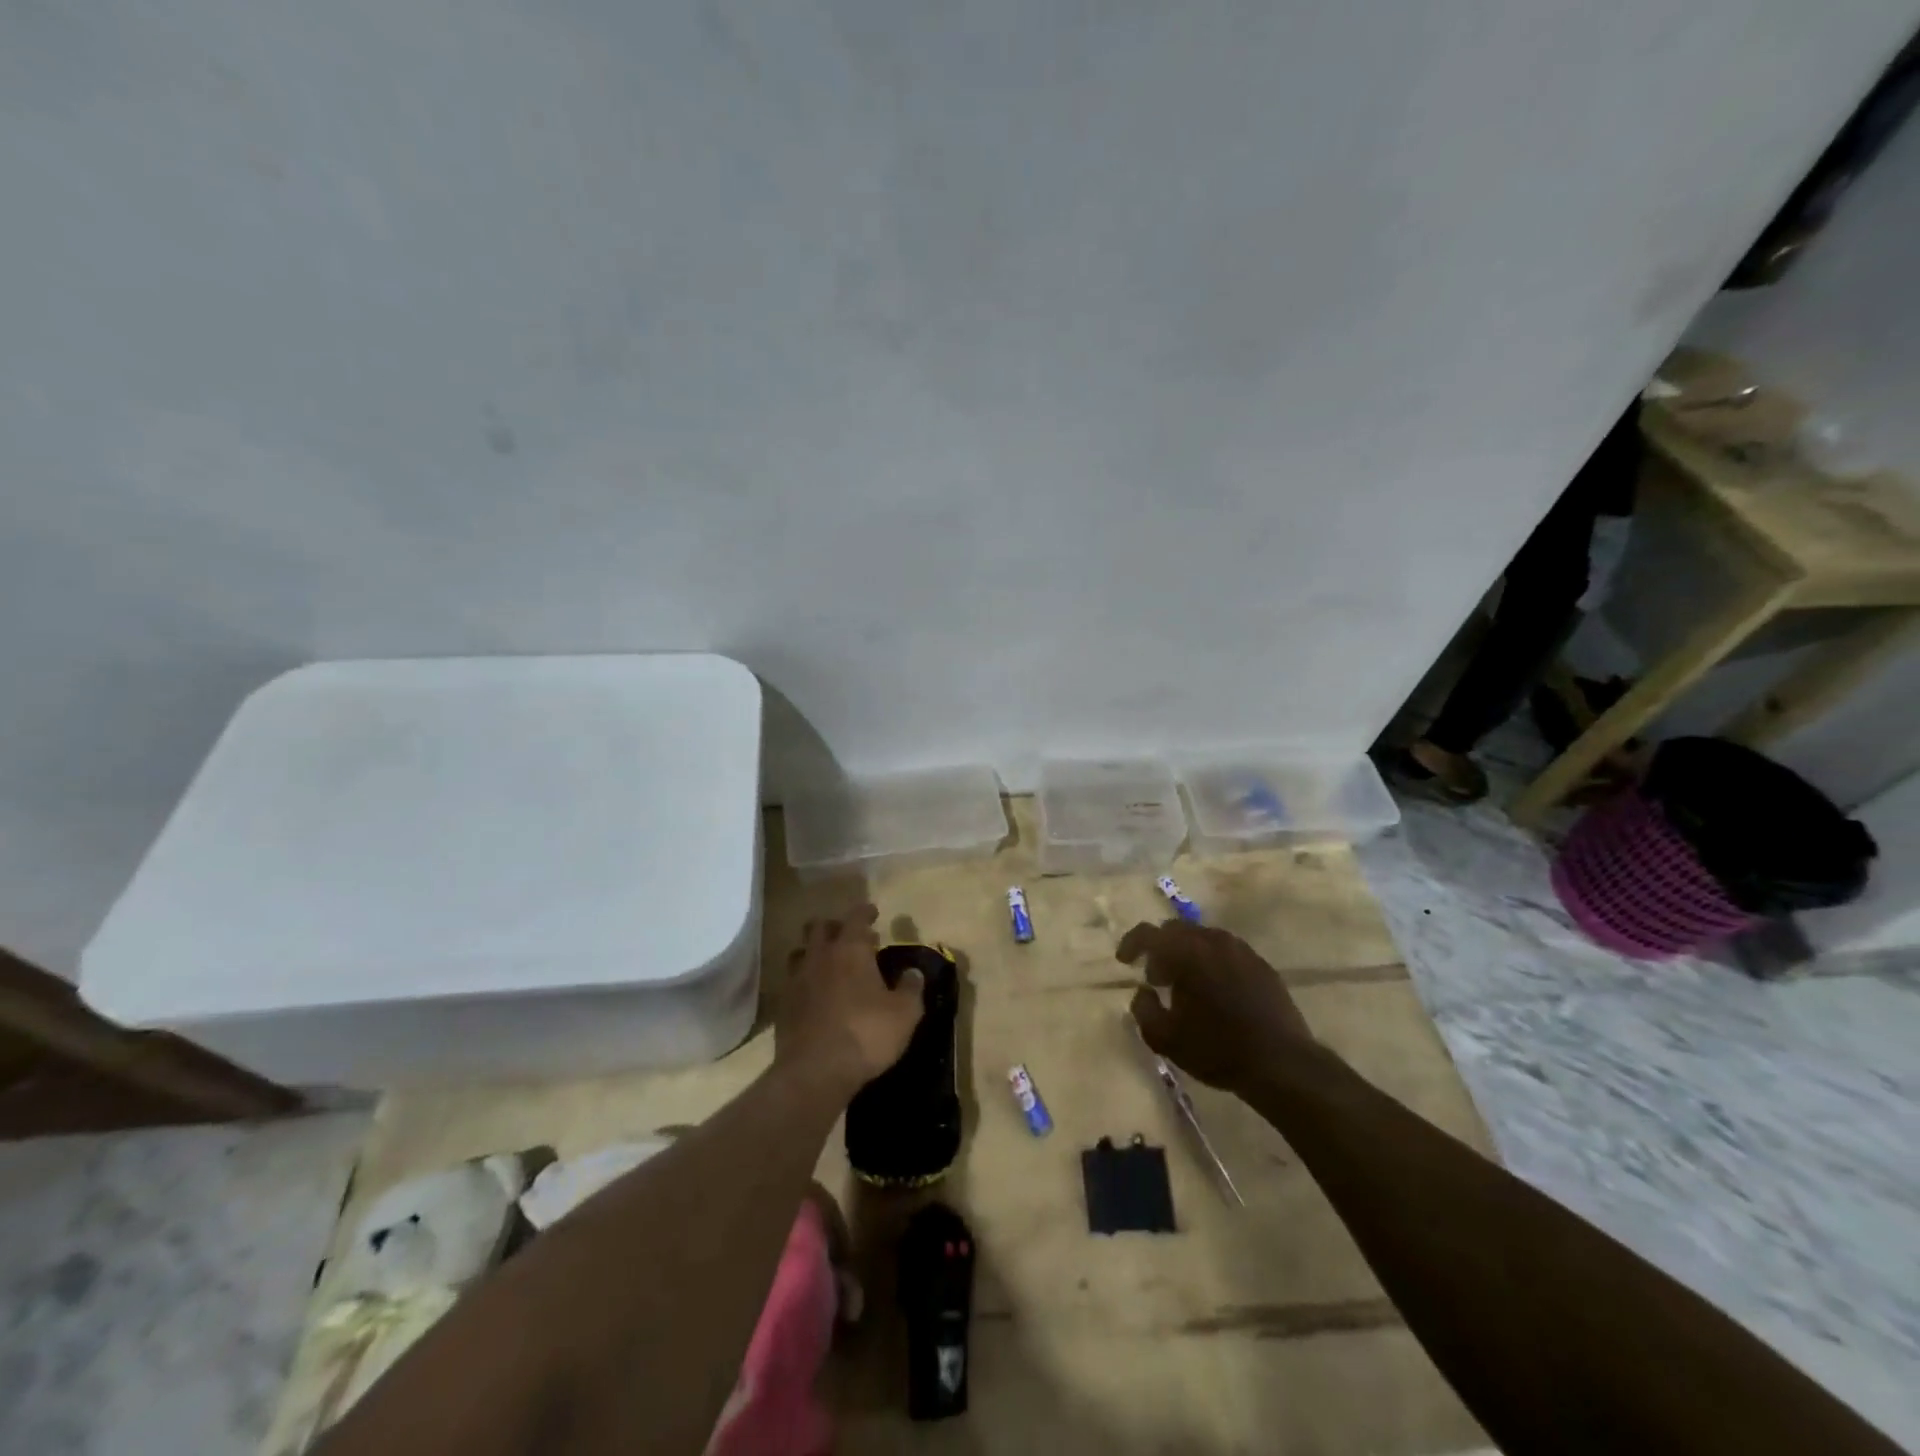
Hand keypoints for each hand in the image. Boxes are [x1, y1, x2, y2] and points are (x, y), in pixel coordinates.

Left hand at [776, 905, 924, 1092]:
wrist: (815, 1072)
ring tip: (828, 964)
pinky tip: (815, 995)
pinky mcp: (783, 1006)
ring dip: (814, 952)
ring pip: (800, 952)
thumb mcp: (904, 1014)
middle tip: (849, 937)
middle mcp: (820, 956)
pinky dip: (804, 981)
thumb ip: (910, 988)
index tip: (873, 913)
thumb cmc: (866, 1034)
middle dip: (834, 926)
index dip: (865, 912)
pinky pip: (792, 982)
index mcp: (850, 950)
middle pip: (819, 927)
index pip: (856, 917)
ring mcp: (796, 980)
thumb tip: (913, 972)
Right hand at [1119, 920, 1312, 1092]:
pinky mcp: (1262, 965)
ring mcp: (1241, 950)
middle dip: (1161, 950)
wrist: (1282, 1064)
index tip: (1124, 961)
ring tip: (1187, 987)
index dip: (1131, 944)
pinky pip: (1227, 953)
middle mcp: (1212, 941)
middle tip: (1157, 978)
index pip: (1148, 933)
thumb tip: (1143, 992)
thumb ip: (1143, 1009)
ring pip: (1204, 939)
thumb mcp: (1165, 1039)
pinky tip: (1216, 992)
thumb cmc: (1217, 1050)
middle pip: (1176, 931)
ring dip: (1188, 955)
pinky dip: (1213, 963)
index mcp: (1185, 952)